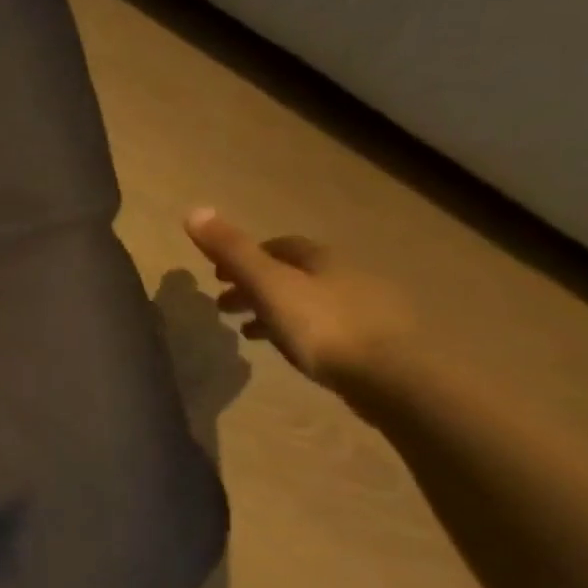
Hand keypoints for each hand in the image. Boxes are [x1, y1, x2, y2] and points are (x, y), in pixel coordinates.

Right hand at [184, 208, 416, 392]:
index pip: (278, 246)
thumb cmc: (323, 326)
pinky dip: (298, 331)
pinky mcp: (373, 342)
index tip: (217, 275)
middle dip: (255, 285)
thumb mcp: (268, 285)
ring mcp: (364, 309)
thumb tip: (194, 210)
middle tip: (224, 305)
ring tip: (247, 331)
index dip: (245, 256)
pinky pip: (324, 327)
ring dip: (274, 310)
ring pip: (307, 302)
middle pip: (292, 274)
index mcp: (321, 259)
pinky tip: (288, 348)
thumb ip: (232, 251)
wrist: (394, 377)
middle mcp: (346, 276)